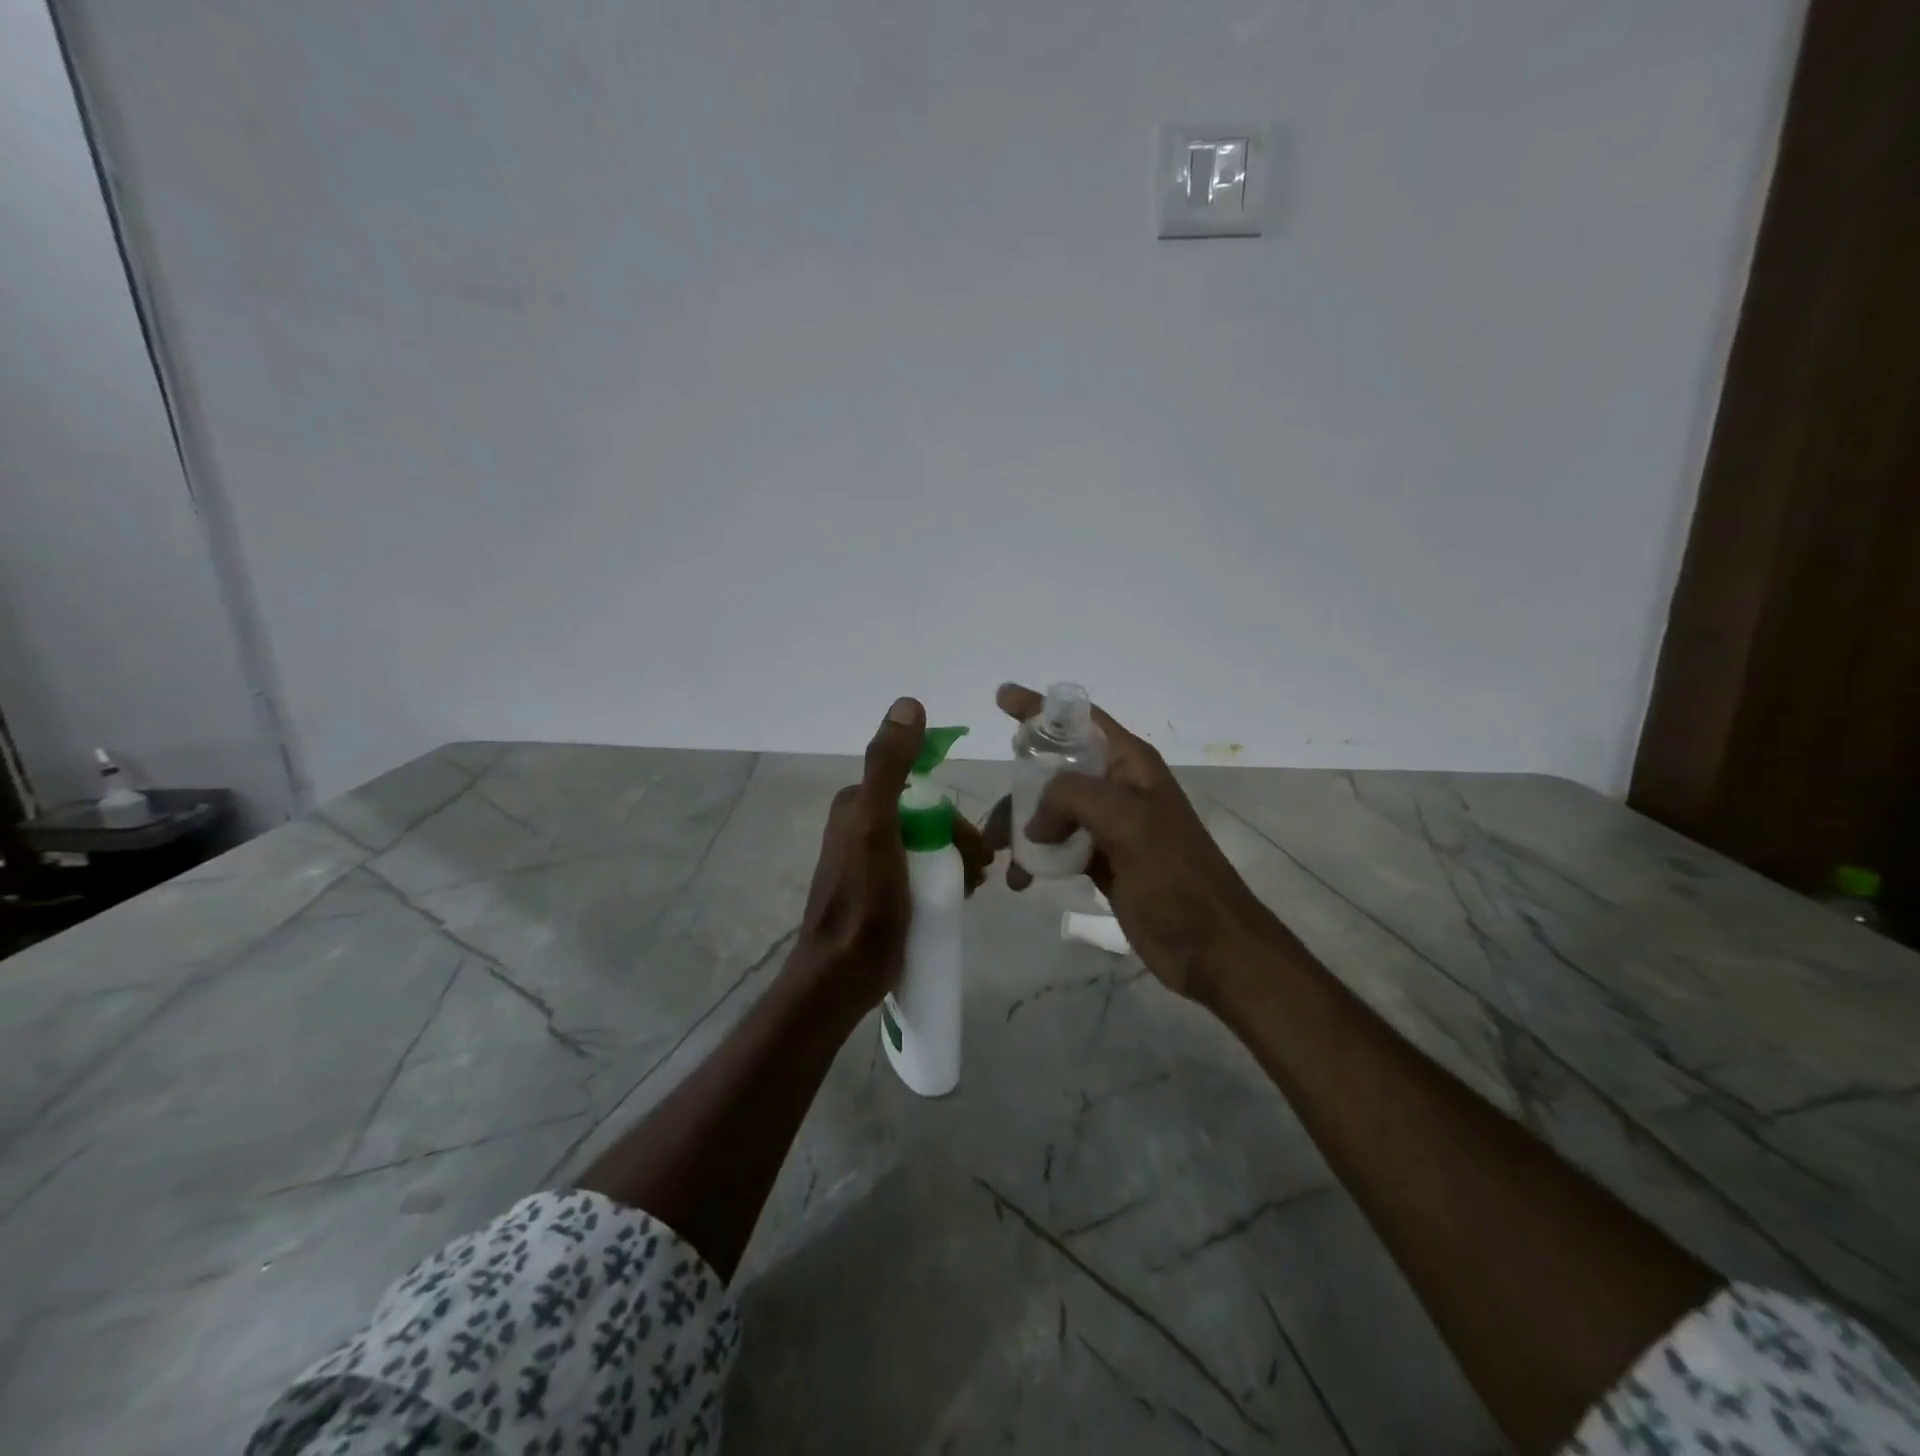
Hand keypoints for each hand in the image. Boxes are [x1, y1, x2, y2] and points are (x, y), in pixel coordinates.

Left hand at [797, 697, 991, 1012]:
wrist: (841, 975)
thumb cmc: (865, 900)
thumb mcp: (877, 825)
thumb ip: (889, 766)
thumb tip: (908, 703)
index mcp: (856, 803)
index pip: (920, 791)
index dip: (954, 817)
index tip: (975, 849)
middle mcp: (858, 824)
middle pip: (926, 820)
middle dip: (958, 841)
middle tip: (980, 874)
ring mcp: (867, 859)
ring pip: (925, 846)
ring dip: (954, 861)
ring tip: (972, 891)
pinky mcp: (876, 890)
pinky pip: (917, 870)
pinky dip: (941, 879)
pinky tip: (955, 900)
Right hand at [983, 683, 1282, 1000]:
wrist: (1213, 949)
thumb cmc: (1177, 878)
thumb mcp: (1128, 822)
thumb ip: (1073, 798)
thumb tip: (1035, 821)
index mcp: (1130, 765)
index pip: (1079, 720)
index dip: (1040, 707)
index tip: (1001, 697)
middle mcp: (1118, 789)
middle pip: (1055, 769)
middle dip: (1018, 788)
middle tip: (993, 826)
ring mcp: (1110, 828)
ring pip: (1050, 811)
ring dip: (1021, 829)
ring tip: (1001, 860)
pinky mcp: (1103, 863)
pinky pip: (1057, 847)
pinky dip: (1034, 858)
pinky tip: (1021, 880)